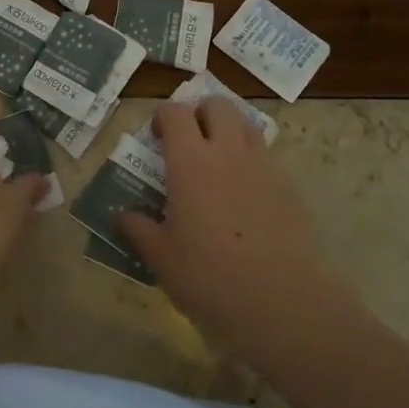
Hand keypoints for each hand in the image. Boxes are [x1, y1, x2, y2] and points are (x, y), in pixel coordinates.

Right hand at [119, 100, 342, 345]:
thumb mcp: (161, 257)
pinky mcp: (289, 185)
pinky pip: (267, 155)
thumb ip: (138, 229)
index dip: (163, 117)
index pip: (175, 113)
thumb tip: (119, 215)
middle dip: (200, 113)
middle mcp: (228, 152)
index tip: (156, 138)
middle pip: (217, 105)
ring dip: (229, 130)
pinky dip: (252, 159)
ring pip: (246, 124)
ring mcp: (263, 166)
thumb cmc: (210, 277)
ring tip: (218, 160)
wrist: (281, 301)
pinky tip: (244, 192)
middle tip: (189, 142)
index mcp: (190, 162)